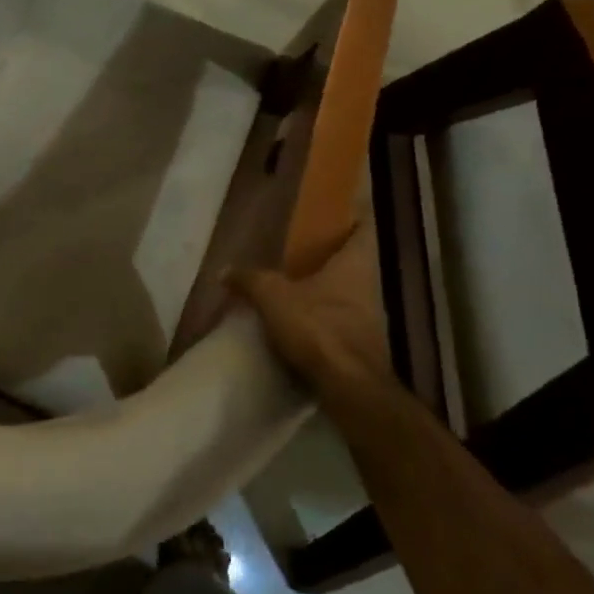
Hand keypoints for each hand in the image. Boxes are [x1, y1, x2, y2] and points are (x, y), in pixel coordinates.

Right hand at [228, 219, 391, 393]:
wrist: (349, 387)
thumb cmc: (317, 327)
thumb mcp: (272, 296)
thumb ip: (249, 279)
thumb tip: (224, 270)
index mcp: (355, 265)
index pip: (366, 230)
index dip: (356, 215)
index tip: (341, 205)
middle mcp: (370, 288)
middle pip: (356, 262)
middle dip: (334, 254)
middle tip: (305, 243)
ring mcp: (369, 320)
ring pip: (349, 293)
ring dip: (328, 287)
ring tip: (297, 280)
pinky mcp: (361, 347)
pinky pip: (341, 320)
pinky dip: (324, 315)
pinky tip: (300, 317)